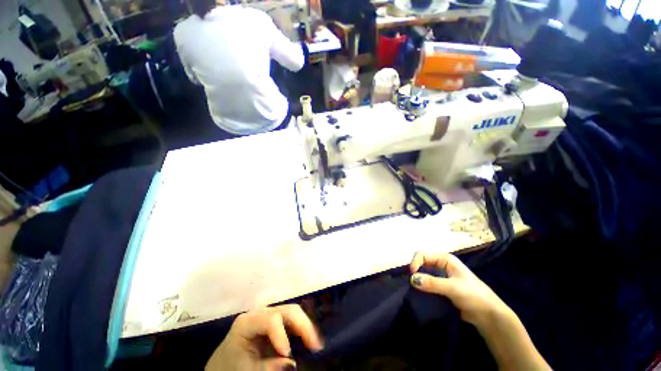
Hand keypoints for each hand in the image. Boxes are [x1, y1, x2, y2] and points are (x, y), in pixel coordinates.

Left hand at [206, 305, 323, 370]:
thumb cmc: (232, 367)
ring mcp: (269, 314)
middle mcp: (261, 312)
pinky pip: (292, 320)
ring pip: (293, 312)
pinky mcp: (274, 320)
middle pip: (287, 311)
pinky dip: (302, 329)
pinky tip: (308, 340)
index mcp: (248, 322)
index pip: (271, 319)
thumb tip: (292, 363)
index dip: (282, 335)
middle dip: (303, 326)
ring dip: (306, 326)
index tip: (288, 354)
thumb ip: (268, 367)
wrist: (223, 363)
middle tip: (316, 346)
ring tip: (316, 344)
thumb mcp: (246, 370)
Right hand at [409, 252, 512, 328]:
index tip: (411, 275)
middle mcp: (442, 265)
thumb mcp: (453, 288)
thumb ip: (432, 282)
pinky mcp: (442, 287)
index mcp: (445, 259)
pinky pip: (428, 283)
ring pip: (424, 273)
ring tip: (412, 288)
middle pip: (422, 263)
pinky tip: (419, 293)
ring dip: (418, 279)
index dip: (415, 262)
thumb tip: (412, 279)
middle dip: (415, 270)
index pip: (423, 255)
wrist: (488, 315)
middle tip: (410, 282)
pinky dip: (422, 286)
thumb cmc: (473, 296)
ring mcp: (442, 276)